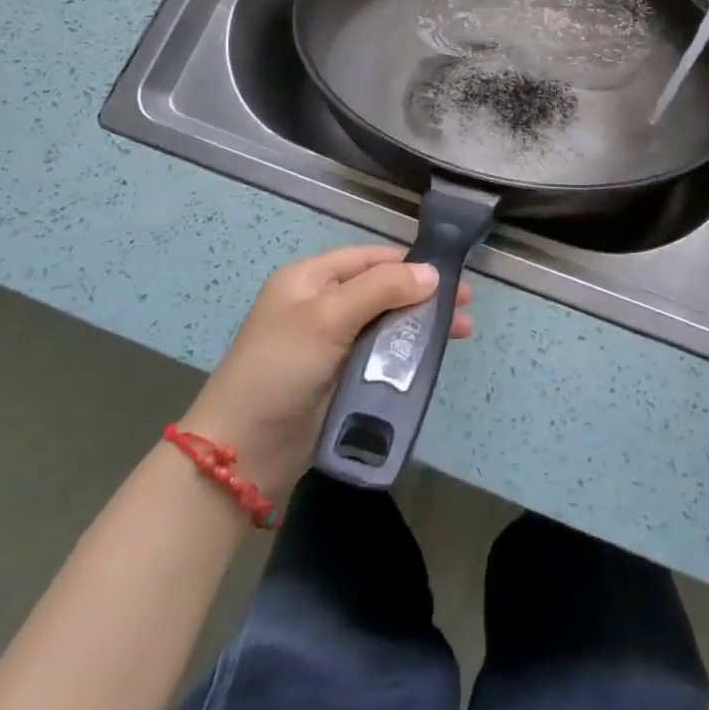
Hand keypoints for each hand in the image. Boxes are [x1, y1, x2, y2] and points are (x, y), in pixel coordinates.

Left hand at [180, 246, 473, 496]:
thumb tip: (432, 273)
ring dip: (421, 325)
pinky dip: (408, 353)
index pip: (369, 258)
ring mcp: (331, 344)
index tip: (451, 272)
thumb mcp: (328, 318)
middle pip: (382, 289)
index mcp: (310, 279)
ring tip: (463, 331)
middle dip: (423, 294)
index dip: (409, 263)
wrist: (242, 451)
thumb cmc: (280, 369)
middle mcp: (321, 305)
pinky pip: (382, 356)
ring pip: (386, 324)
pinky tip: (434, 357)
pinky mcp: (341, 378)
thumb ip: (381, 289)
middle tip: (466, 303)